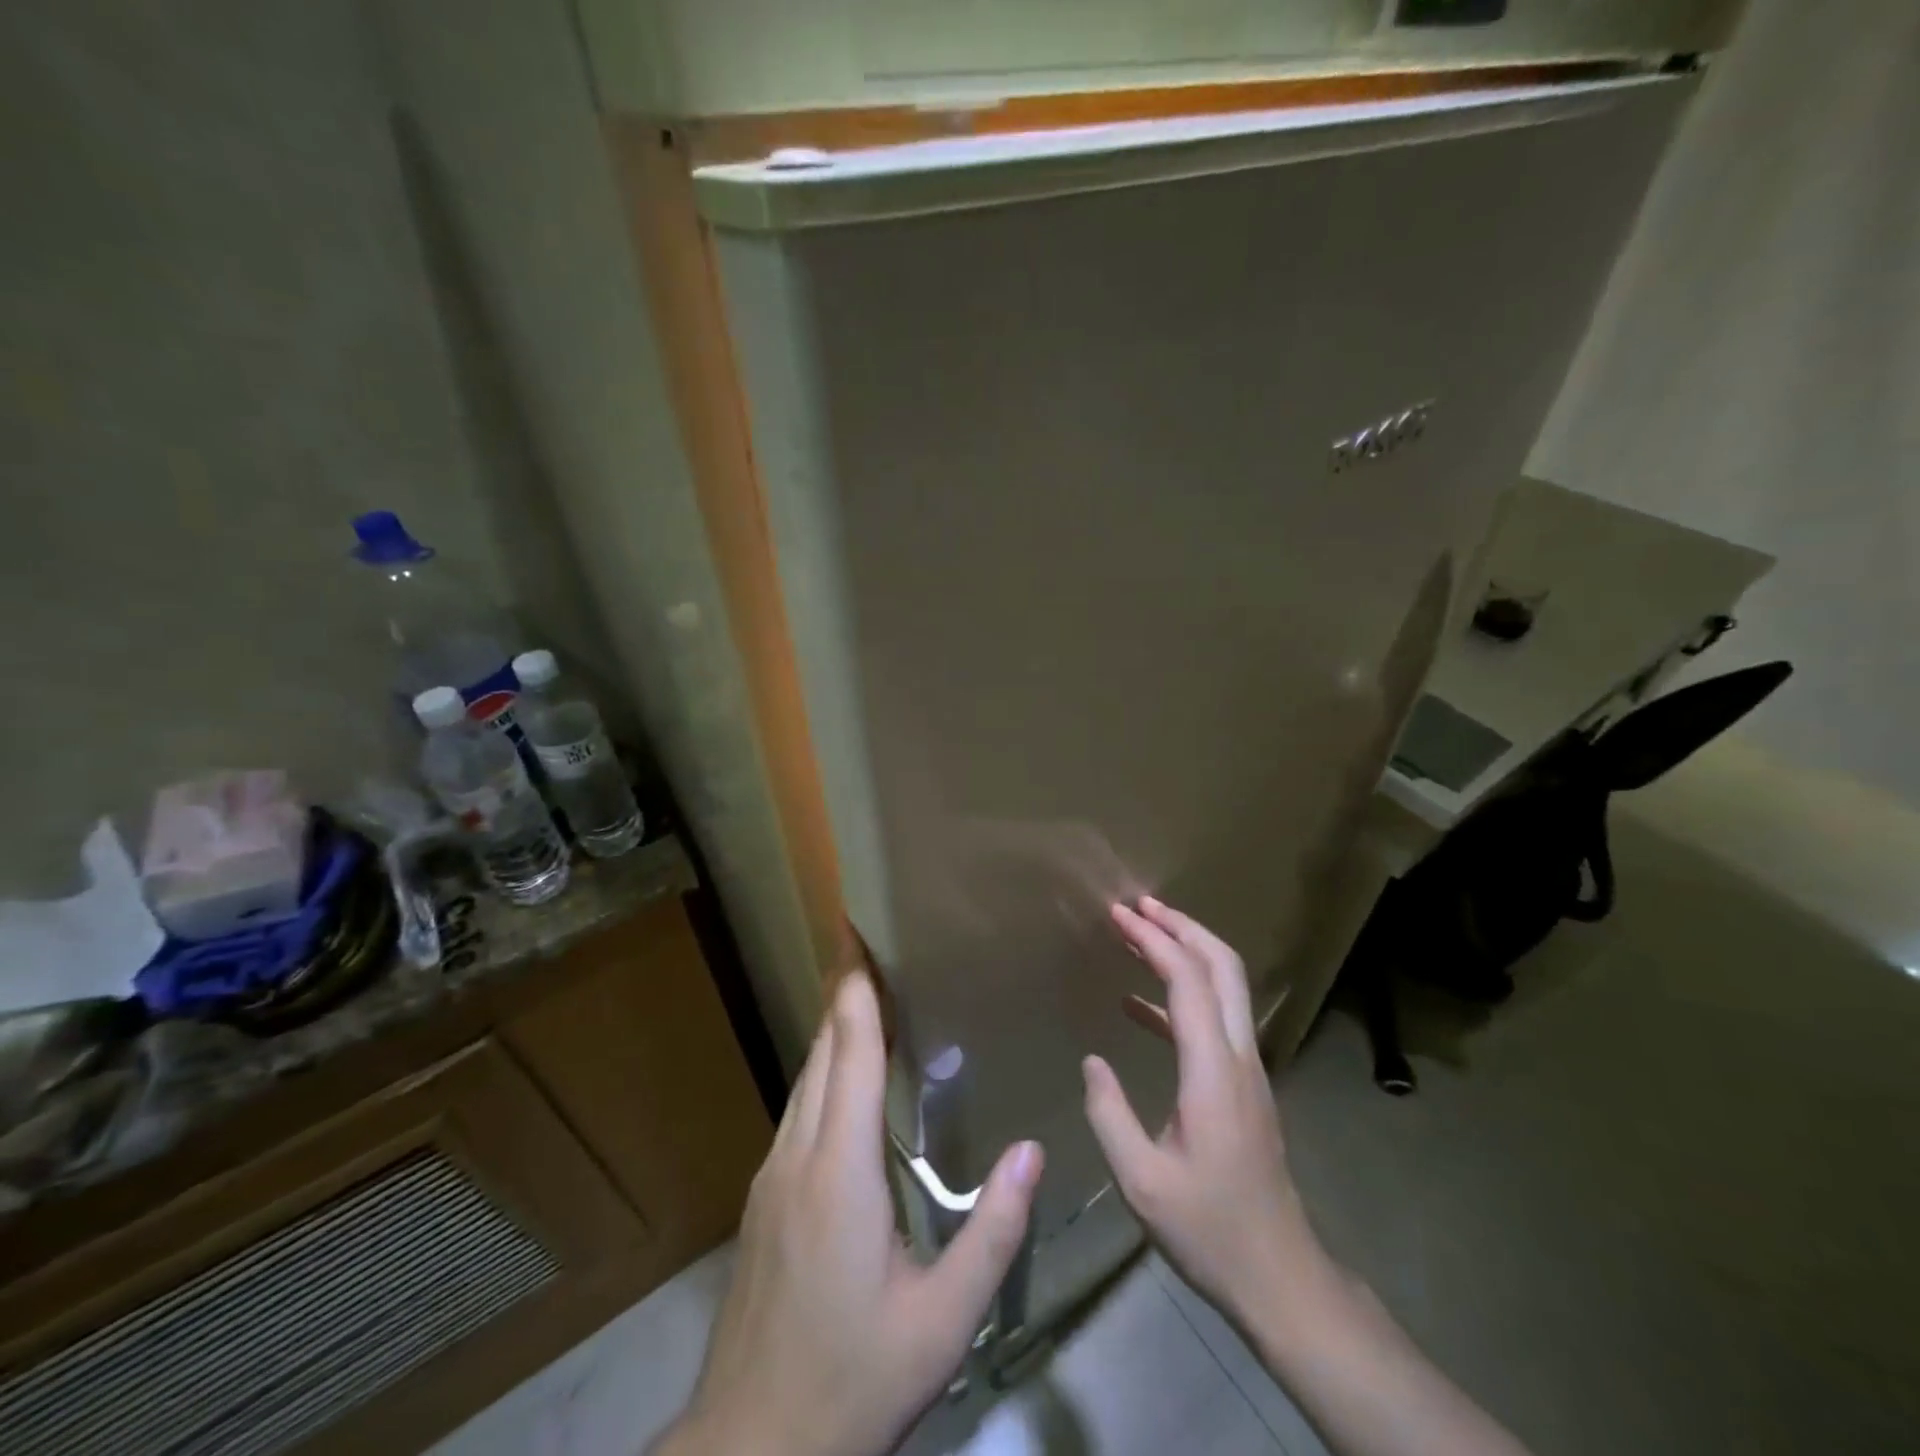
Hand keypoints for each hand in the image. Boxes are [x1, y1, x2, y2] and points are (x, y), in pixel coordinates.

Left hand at [657, 972, 1043, 1455]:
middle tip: (871, 945)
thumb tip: (1033, 1150)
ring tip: (866, 995)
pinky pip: (797, 1107)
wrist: (749, 1449)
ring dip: (833, 1029)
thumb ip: (992, 1232)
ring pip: (804, 1076)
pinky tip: (845, 1078)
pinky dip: (823, 1070)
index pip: (850, 1051)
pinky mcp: (763, 1197)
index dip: (856, 989)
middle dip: (844, 991)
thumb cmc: (852, 1379)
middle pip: (822, 1049)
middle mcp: (797, 1153)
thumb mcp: (942, 1321)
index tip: (859, 934)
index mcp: (839, 1168)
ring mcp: (771, 1174)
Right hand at [1081, 897, 1322, 1325]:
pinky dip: (1178, 997)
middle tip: (1138, 905)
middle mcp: (1239, 1056)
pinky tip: (1136, 1005)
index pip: (1189, 981)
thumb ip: (1110, 1114)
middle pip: (1223, 966)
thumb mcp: (1142, 1181)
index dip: (1154, 940)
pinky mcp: (1242, 1086)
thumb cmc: (1209, 1229)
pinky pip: (1213, 1021)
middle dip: (1182, 926)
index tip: (1119, 914)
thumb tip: (1092, 1061)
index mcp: (1214, 1071)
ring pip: (1225, 987)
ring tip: (1137, 935)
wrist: (1280, 1276)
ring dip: (1185, 952)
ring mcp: (1246, 1069)